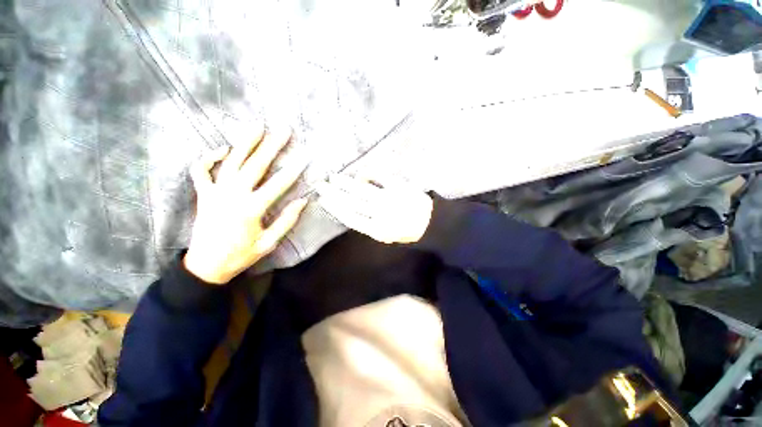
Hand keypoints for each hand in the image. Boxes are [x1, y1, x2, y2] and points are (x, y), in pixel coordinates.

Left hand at [183, 126, 307, 283]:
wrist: (206, 265)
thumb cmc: (241, 255)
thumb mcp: (269, 243)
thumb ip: (286, 221)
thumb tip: (303, 201)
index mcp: (252, 209)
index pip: (279, 184)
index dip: (294, 169)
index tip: (305, 156)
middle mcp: (233, 195)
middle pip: (255, 165)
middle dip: (272, 146)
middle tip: (283, 130)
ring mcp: (216, 192)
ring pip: (231, 161)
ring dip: (245, 143)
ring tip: (257, 126)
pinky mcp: (204, 194)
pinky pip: (202, 170)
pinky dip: (210, 157)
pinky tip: (224, 149)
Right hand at [317, 175, 432, 243]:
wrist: (432, 223)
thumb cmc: (407, 231)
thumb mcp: (386, 235)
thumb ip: (369, 226)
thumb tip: (351, 211)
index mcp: (378, 230)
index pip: (350, 217)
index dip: (335, 208)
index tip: (324, 200)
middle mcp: (381, 214)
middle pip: (351, 202)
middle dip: (334, 193)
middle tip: (321, 185)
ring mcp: (390, 199)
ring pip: (362, 189)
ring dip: (345, 183)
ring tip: (334, 177)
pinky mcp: (399, 187)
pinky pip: (380, 177)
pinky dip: (369, 173)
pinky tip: (361, 173)